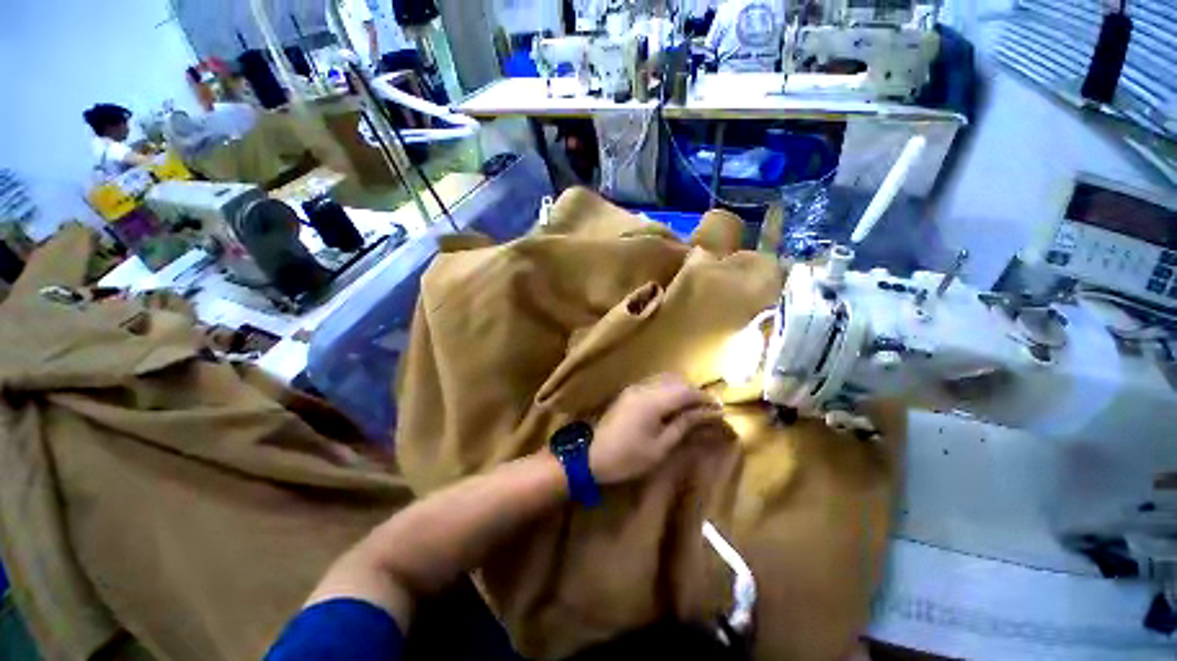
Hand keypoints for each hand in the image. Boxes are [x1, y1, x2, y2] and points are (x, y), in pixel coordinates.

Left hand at [590, 375, 721, 484]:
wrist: (589, 459)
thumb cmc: (627, 458)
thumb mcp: (660, 447)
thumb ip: (683, 426)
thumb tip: (705, 414)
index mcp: (653, 401)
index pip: (687, 392)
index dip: (705, 399)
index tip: (720, 409)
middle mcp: (644, 389)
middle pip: (677, 382)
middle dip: (695, 394)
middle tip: (708, 410)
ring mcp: (633, 390)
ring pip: (665, 381)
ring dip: (682, 392)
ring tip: (693, 410)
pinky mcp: (627, 396)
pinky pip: (654, 386)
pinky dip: (668, 393)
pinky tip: (673, 409)